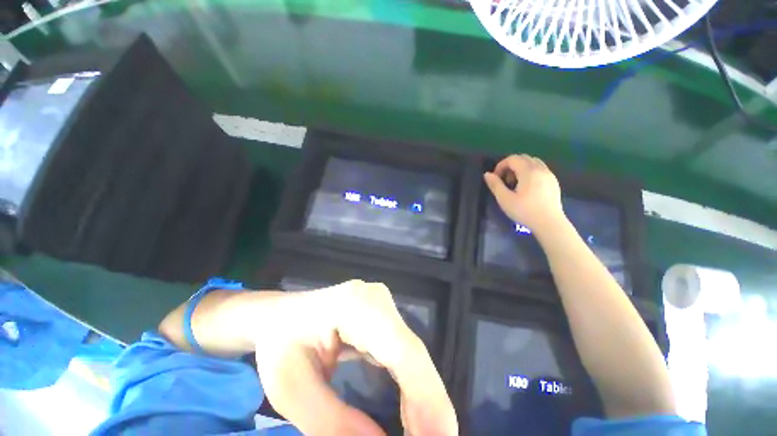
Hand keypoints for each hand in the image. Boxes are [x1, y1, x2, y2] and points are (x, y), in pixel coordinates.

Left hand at [250, 280, 456, 435]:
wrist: (281, 315)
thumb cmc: (280, 346)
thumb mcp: (293, 390)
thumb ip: (334, 423)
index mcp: (353, 306)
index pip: (399, 349)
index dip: (425, 394)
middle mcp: (376, 298)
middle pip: (412, 351)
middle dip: (430, 401)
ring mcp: (382, 303)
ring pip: (413, 351)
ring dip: (425, 395)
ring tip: (431, 434)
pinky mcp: (384, 314)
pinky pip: (405, 350)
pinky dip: (414, 383)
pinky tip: (415, 411)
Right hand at [483, 154, 565, 235]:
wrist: (549, 223)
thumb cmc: (524, 211)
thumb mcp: (505, 199)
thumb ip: (495, 185)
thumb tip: (487, 174)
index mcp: (528, 171)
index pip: (513, 159)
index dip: (501, 165)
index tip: (496, 178)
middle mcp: (540, 169)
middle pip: (524, 158)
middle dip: (511, 165)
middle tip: (505, 180)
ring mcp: (549, 175)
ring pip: (533, 162)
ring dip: (521, 168)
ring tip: (516, 183)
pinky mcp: (554, 182)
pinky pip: (541, 169)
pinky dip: (531, 172)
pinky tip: (527, 187)